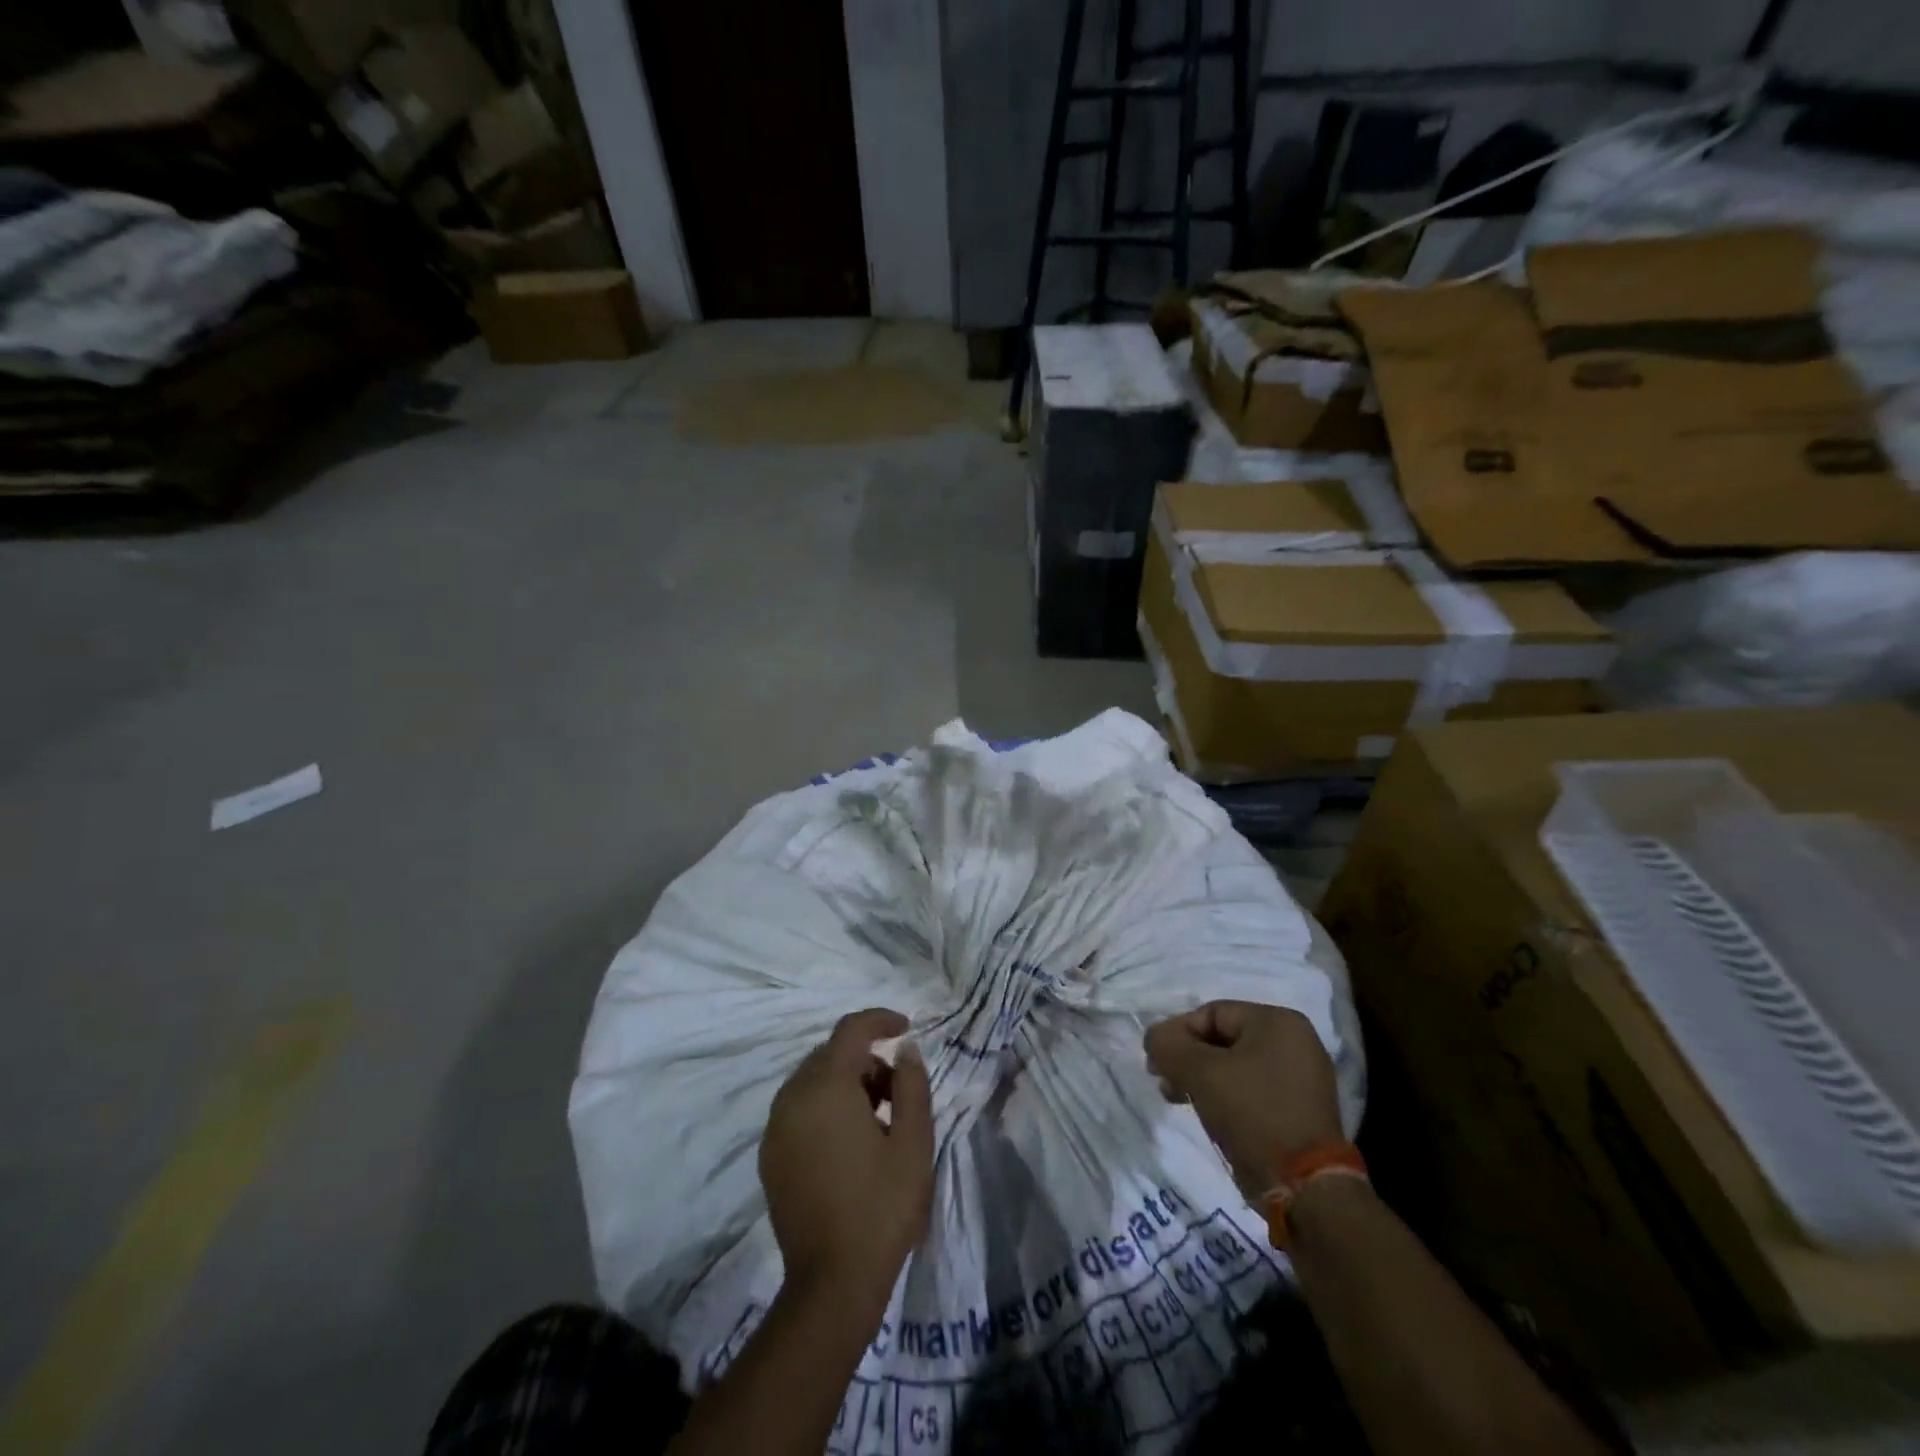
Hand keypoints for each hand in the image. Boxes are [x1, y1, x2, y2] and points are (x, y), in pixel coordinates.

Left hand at [760, 1008, 933, 1307]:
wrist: (832, 1284)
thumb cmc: (881, 1207)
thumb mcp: (913, 1141)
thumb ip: (911, 1084)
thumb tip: (905, 1050)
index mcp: (826, 1087)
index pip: (851, 1030)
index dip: (880, 1020)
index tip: (907, 1028)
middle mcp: (792, 1097)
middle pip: (831, 1053)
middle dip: (866, 1057)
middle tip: (898, 1088)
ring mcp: (776, 1128)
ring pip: (814, 1080)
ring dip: (846, 1082)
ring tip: (879, 1118)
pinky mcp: (770, 1155)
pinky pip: (800, 1108)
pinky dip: (826, 1106)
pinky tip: (851, 1141)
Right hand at [1145, 1001, 1343, 1194]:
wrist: (1305, 1188)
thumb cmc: (1253, 1113)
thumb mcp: (1200, 1072)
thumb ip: (1169, 1046)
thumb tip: (1154, 1038)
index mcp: (1278, 1021)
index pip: (1211, 1013)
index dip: (1177, 1034)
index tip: (1156, 1062)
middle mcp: (1295, 1042)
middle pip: (1223, 1039)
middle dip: (1188, 1059)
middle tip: (1164, 1082)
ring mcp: (1301, 1078)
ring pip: (1235, 1067)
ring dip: (1202, 1080)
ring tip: (1179, 1100)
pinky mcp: (1299, 1111)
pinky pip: (1251, 1091)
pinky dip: (1225, 1097)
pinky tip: (1209, 1116)